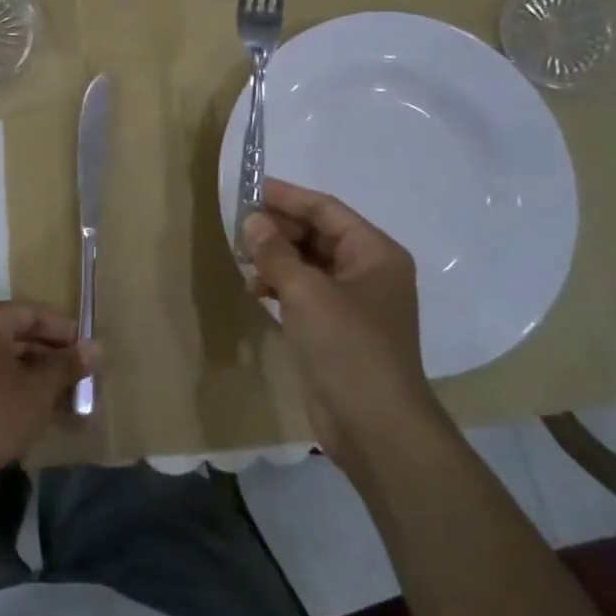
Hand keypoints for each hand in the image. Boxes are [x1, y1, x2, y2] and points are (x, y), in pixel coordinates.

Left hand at [0, 301, 92, 503]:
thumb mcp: (38, 390)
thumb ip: (67, 365)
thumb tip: (96, 348)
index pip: (31, 312)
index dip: (63, 329)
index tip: (88, 348)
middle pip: (14, 333)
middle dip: (49, 354)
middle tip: (80, 373)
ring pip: (0, 357)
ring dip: (32, 373)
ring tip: (64, 394)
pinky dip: (10, 385)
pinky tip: (36, 407)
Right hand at [244, 179, 444, 466]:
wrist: (376, 427)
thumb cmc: (348, 348)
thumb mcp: (307, 293)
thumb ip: (276, 253)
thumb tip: (253, 221)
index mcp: (375, 253)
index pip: (326, 210)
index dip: (288, 197)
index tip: (250, 188)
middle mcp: (369, 271)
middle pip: (318, 235)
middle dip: (279, 229)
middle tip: (239, 226)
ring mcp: (354, 303)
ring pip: (310, 264)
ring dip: (277, 258)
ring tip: (242, 258)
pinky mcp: (338, 330)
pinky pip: (307, 293)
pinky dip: (282, 286)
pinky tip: (256, 290)